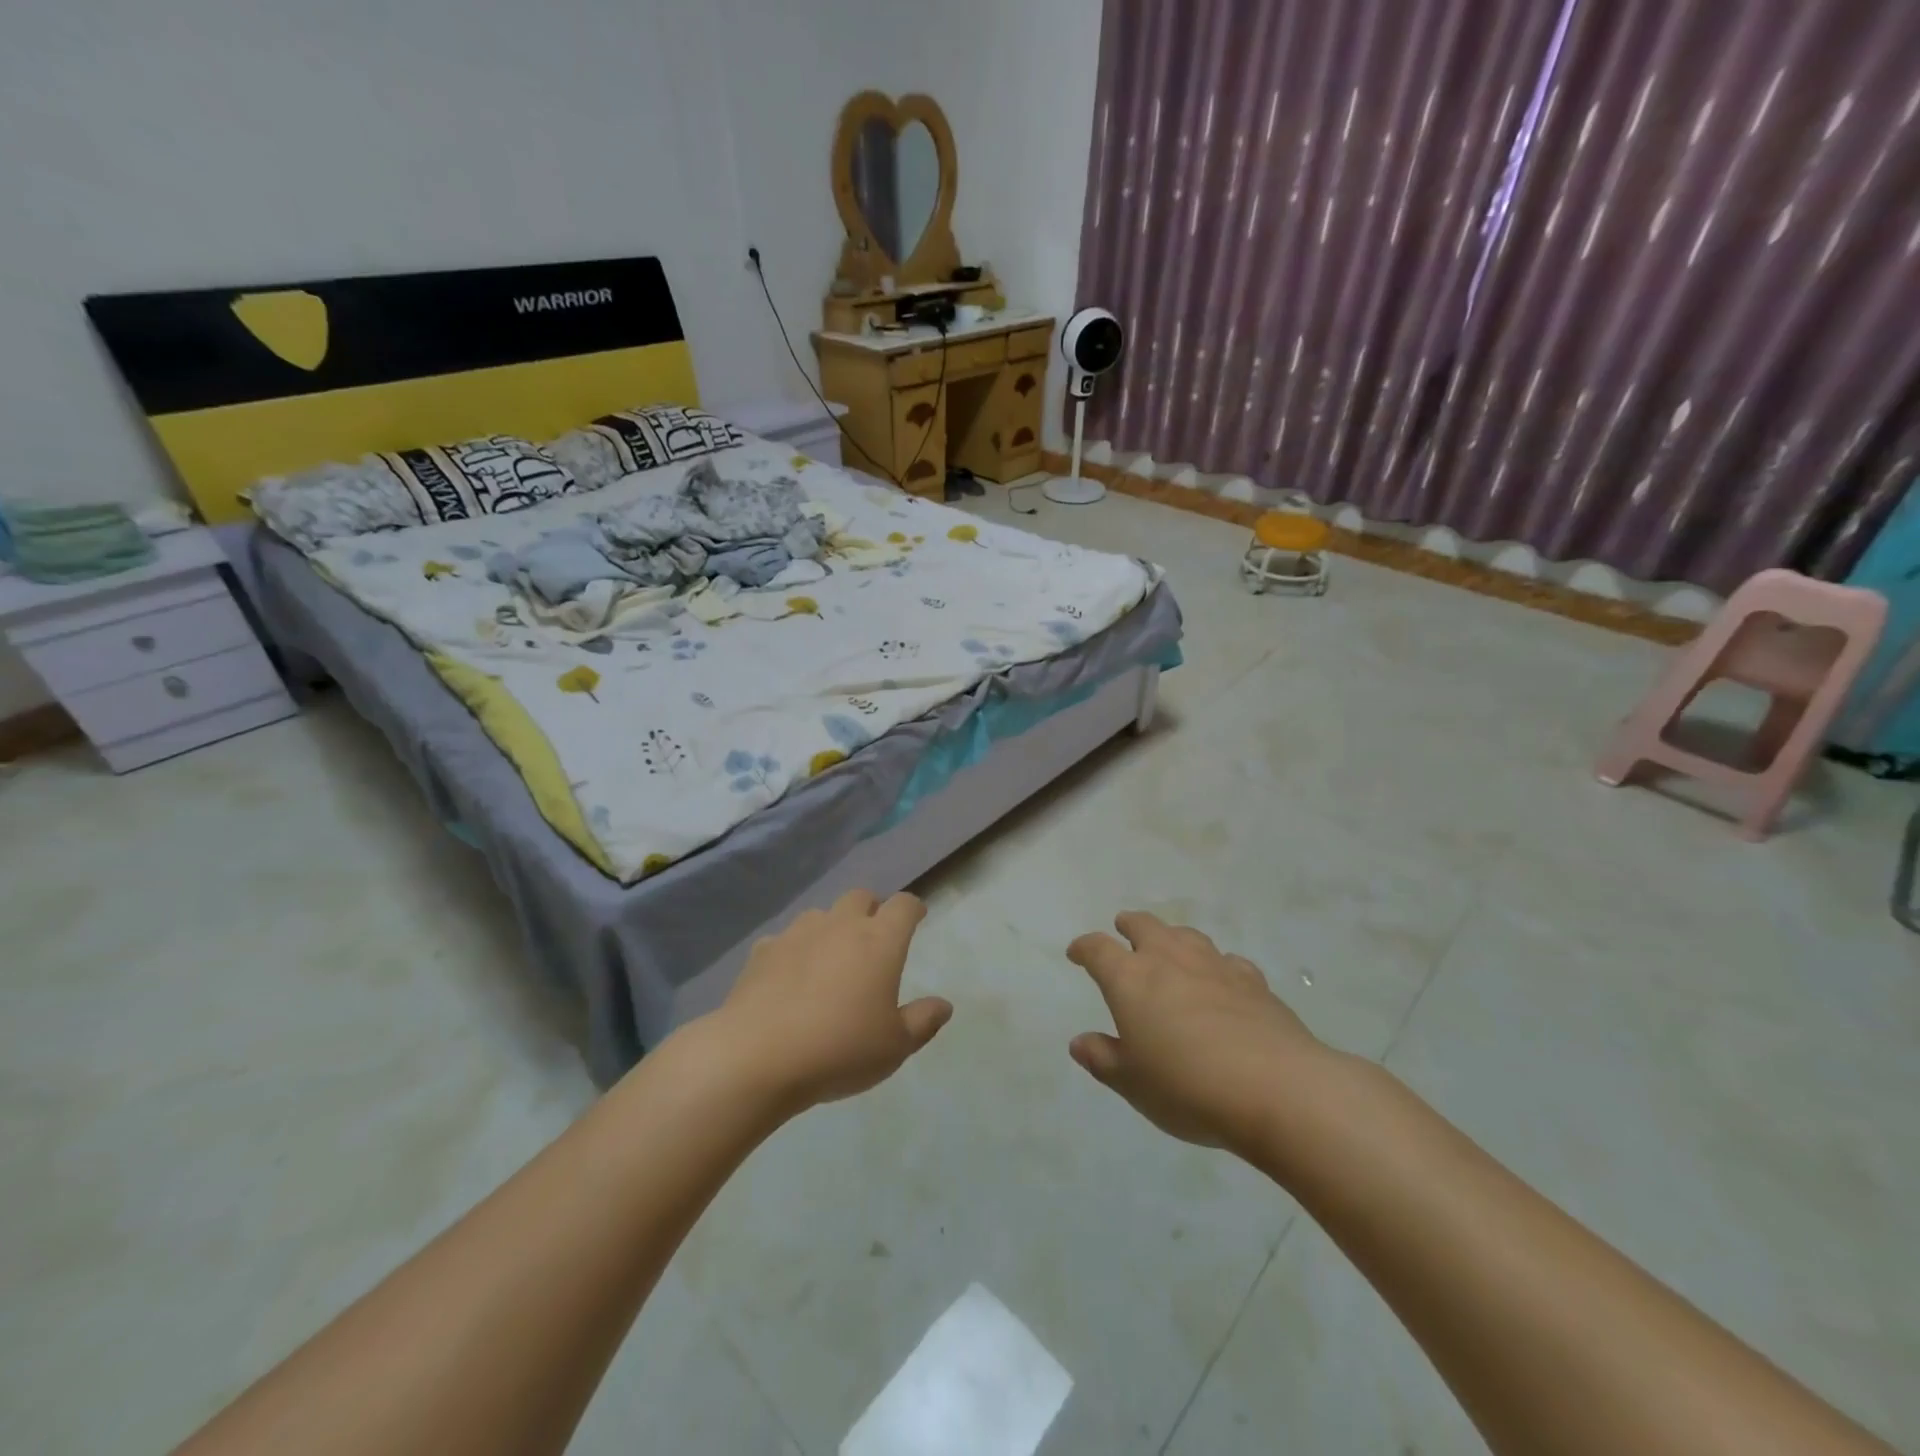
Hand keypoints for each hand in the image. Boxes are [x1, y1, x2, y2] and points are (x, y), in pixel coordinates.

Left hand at [713, 889, 950, 1112]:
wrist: (757, 1057)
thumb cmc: (839, 1050)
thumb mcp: (894, 1047)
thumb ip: (922, 1022)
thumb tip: (944, 1005)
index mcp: (879, 942)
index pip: (903, 905)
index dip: (913, 907)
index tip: (917, 916)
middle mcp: (840, 926)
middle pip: (860, 897)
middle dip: (871, 909)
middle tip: (874, 937)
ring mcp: (798, 934)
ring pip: (821, 914)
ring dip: (832, 927)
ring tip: (831, 957)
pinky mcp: (763, 951)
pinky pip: (785, 939)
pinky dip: (794, 950)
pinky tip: (790, 976)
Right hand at [1066, 911, 1325, 1151]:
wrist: (1276, 1088)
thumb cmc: (1188, 1087)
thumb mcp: (1133, 1083)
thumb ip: (1103, 1058)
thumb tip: (1079, 1042)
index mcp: (1130, 979)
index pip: (1098, 949)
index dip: (1084, 948)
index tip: (1076, 953)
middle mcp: (1169, 959)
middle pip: (1144, 925)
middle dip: (1129, 925)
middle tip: (1123, 929)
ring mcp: (1214, 965)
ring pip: (1186, 935)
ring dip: (1171, 937)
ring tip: (1169, 947)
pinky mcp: (1253, 981)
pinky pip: (1227, 961)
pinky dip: (1215, 965)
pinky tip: (1221, 979)